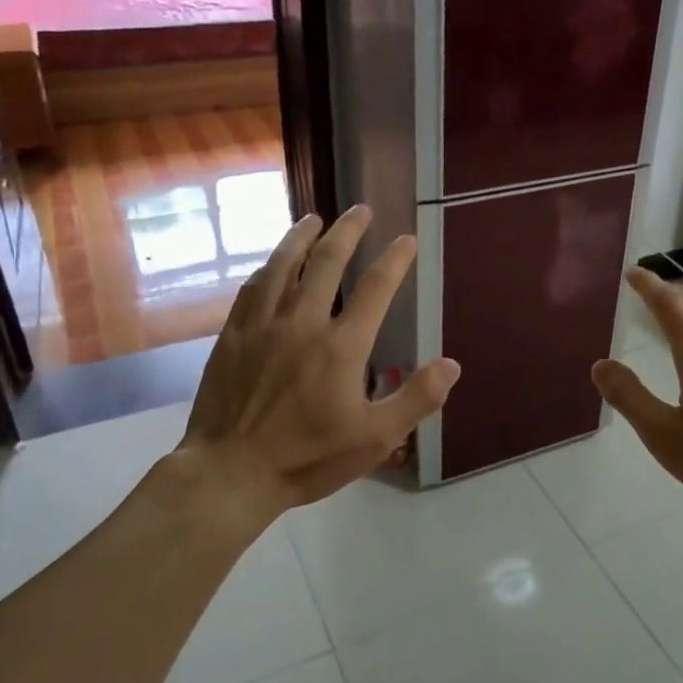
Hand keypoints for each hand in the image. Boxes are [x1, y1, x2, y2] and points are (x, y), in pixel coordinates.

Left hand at [174, 206, 460, 522]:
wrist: (230, 473)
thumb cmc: (307, 458)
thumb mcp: (375, 438)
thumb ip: (416, 399)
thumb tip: (452, 365)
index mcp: (342, 346)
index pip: (376, 288)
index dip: (395, 259)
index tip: (407, 239)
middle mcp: (302, 322)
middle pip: (327, 261)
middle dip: (348, 231)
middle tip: (360, 209)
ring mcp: (263, 325)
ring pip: (283, 265)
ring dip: (301, 237)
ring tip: (313, 218)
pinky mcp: (233, 336)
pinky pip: (252, 289)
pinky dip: (267, 268)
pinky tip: (271, 263)